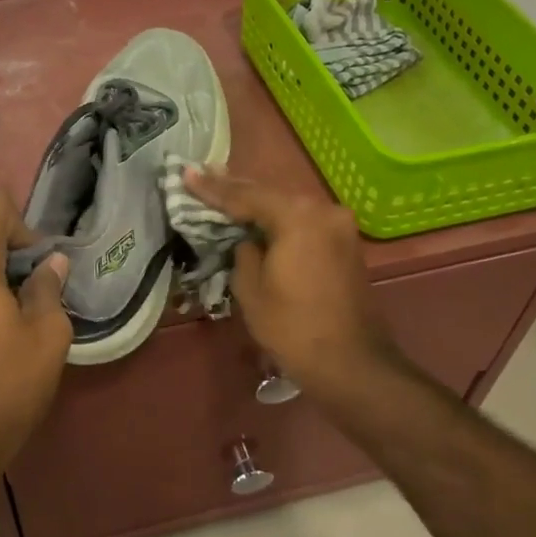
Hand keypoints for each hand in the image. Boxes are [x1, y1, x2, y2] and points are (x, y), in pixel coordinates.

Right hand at [186, 168, 396, 400]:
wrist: (350, 363)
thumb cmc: (292, 327)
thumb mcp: (250, 288)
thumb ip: (243, 251)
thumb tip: (248, 240)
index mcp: (298, 217)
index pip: (245, 196)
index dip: (212, 187)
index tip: (186, 173)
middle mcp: (323, 211)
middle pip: (270, 194)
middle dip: (235, 188)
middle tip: (203, 174)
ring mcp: (339, 226)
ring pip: (288, 207)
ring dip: (258, 203)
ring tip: (224, 189)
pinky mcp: (345, 244)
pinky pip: (304, 222)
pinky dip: (280, 219)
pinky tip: (258, 216)